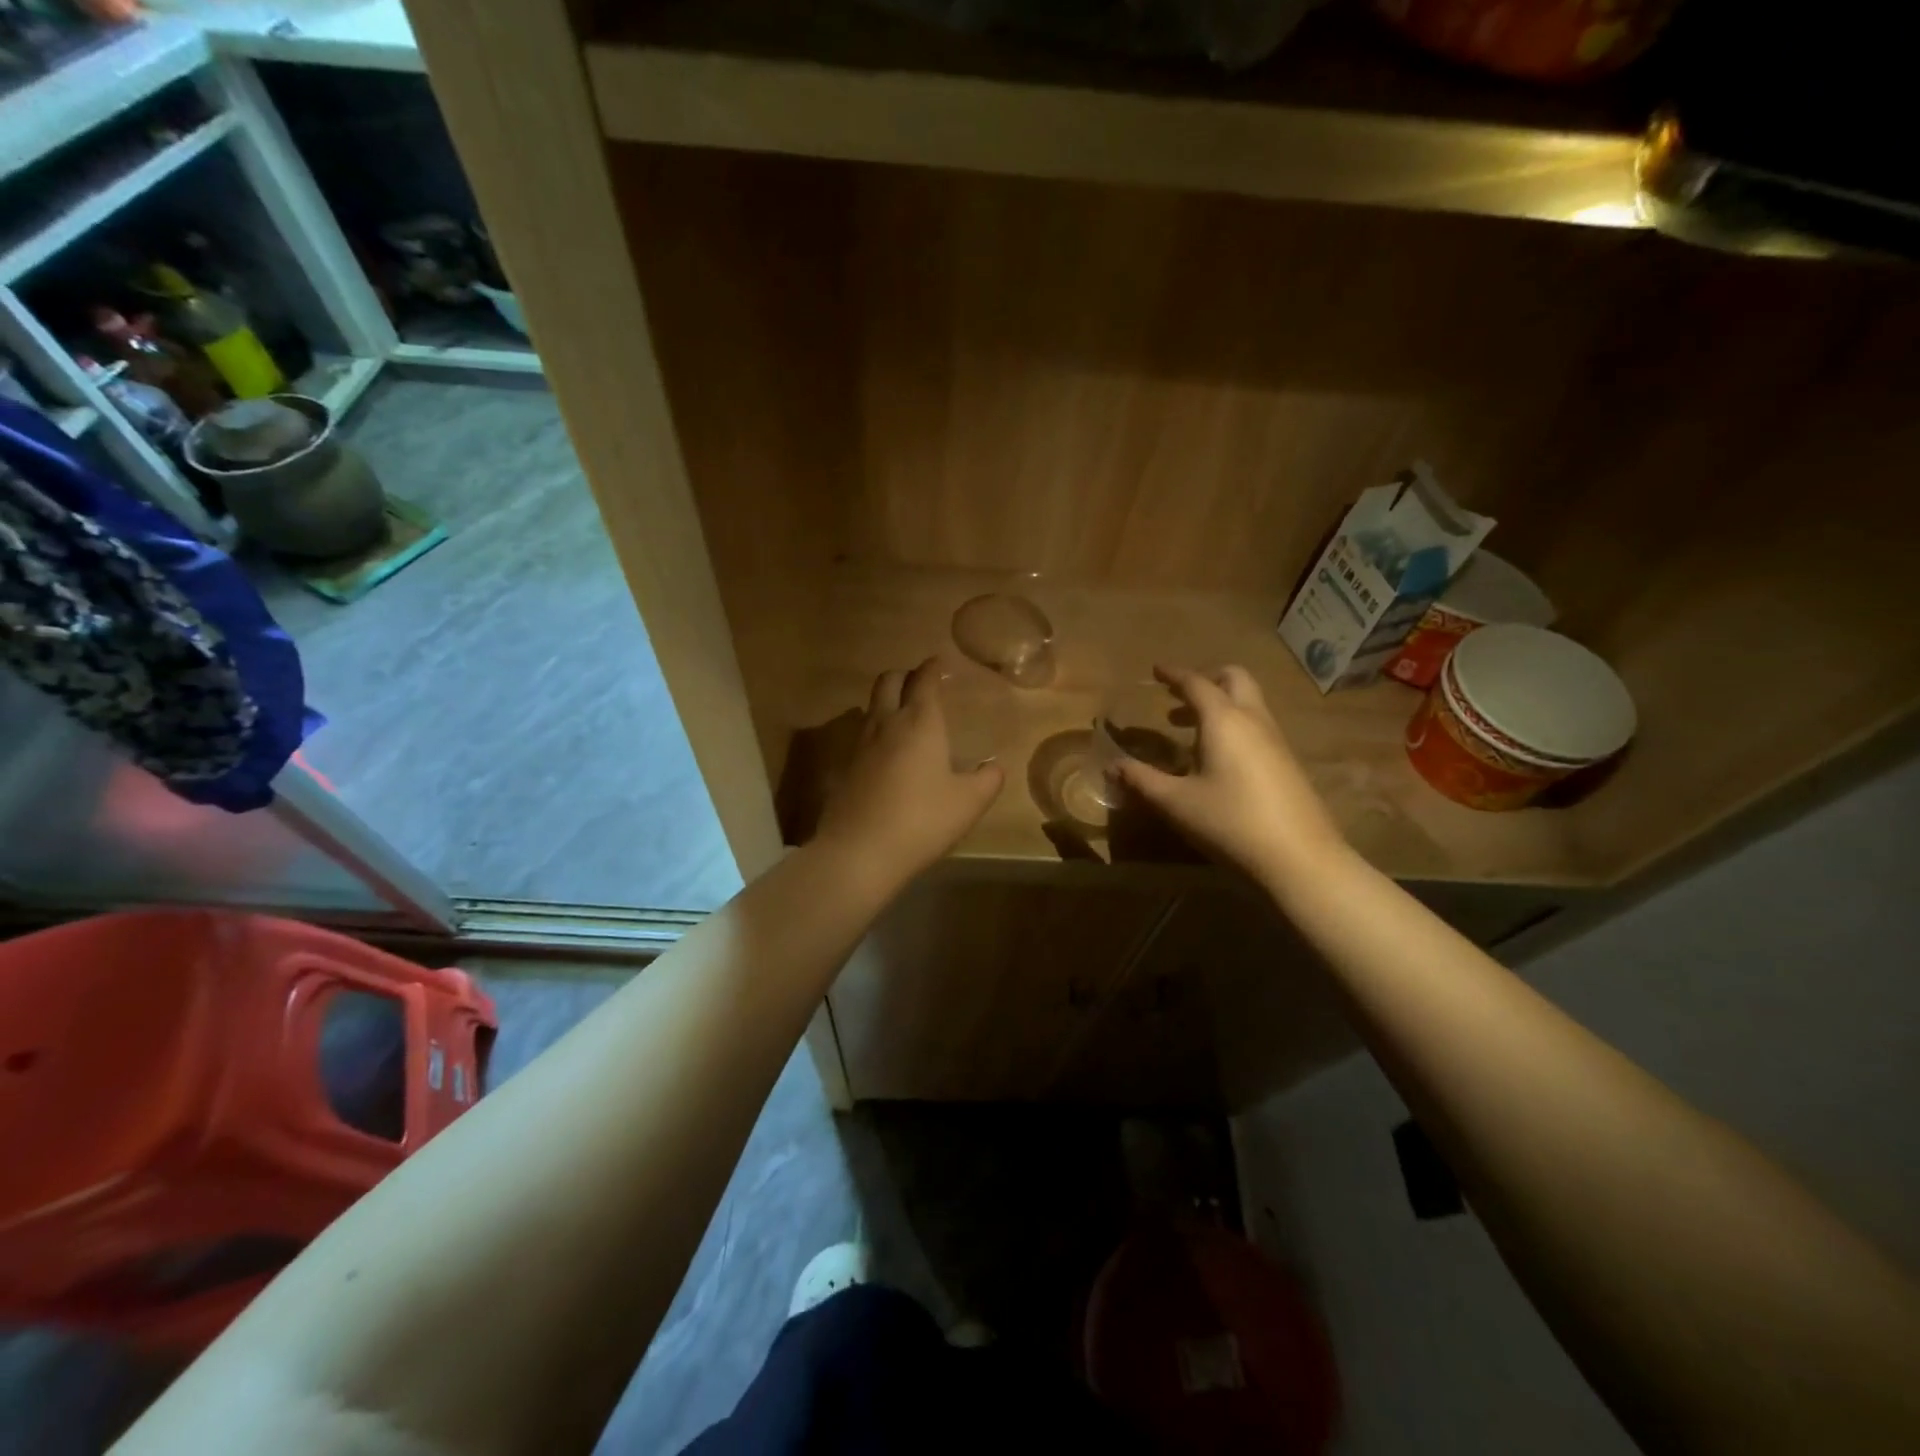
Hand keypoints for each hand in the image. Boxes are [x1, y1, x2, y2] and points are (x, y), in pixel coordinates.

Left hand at [815, 658, 1004, 890]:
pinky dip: (877, 728)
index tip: (940, 662)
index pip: (924, 680)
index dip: (933, 668)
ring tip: (905, 714)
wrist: (859, 852)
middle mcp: (886, 723)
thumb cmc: (922, 820)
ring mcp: (861, 744)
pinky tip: (888, 751)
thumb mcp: (969, 803)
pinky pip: (863, 733)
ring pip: (872, 705)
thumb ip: (988, 780)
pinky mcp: (846, 767)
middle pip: (889, 681)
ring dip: (888, 700)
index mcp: (919, 723)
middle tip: (921, 684)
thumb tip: (994, 767)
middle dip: (905, 675)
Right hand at [1115, 664, 1350, 888]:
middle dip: (1206, 679)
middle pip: (1234, 679)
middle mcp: (1253, 720)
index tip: (1156, 670)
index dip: (1174, 674)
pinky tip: (1218, 757)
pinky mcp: (1287, 763)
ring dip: (1220, 703)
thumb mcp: (1176, 802)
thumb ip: (1141, 780)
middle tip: (1179, 695)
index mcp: (1224, 720)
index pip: (1196, 683)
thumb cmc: (1230, 821)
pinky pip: (1257, 725)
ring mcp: (1276, 740)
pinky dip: (1234, 724)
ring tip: (1189, 727)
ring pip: (1249, 702)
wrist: (1299, 858)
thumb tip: (1111, 766)